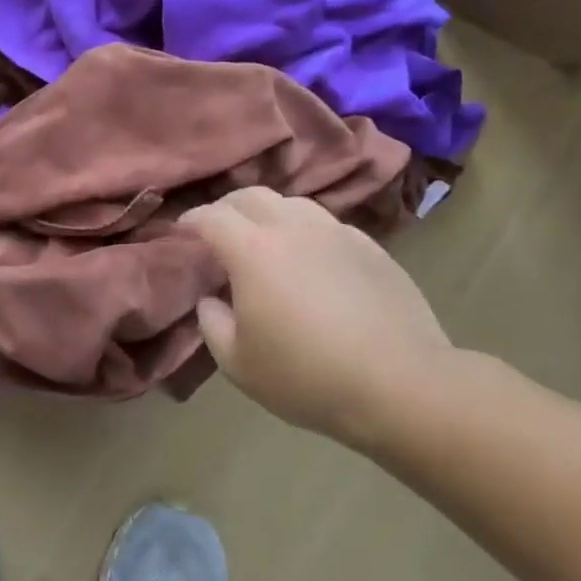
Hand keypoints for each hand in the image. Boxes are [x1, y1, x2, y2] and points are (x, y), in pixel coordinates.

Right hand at [180, 188, 453, 452]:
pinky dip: (306, 232)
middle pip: (252, 196)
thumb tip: (211, 299)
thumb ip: (212, 323)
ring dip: (269, 215)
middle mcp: (294, 228)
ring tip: (264, 242)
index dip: (190, 221)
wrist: (399, 383)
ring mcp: (338, 234)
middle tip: (218, 231)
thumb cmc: (305, 376)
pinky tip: (310, 261)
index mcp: (253, 251)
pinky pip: (328, 226)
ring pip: (294, 204)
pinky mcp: (372, 248)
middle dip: (227, 207)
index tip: (181, 232)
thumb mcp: (237, 362)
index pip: (212, 217)